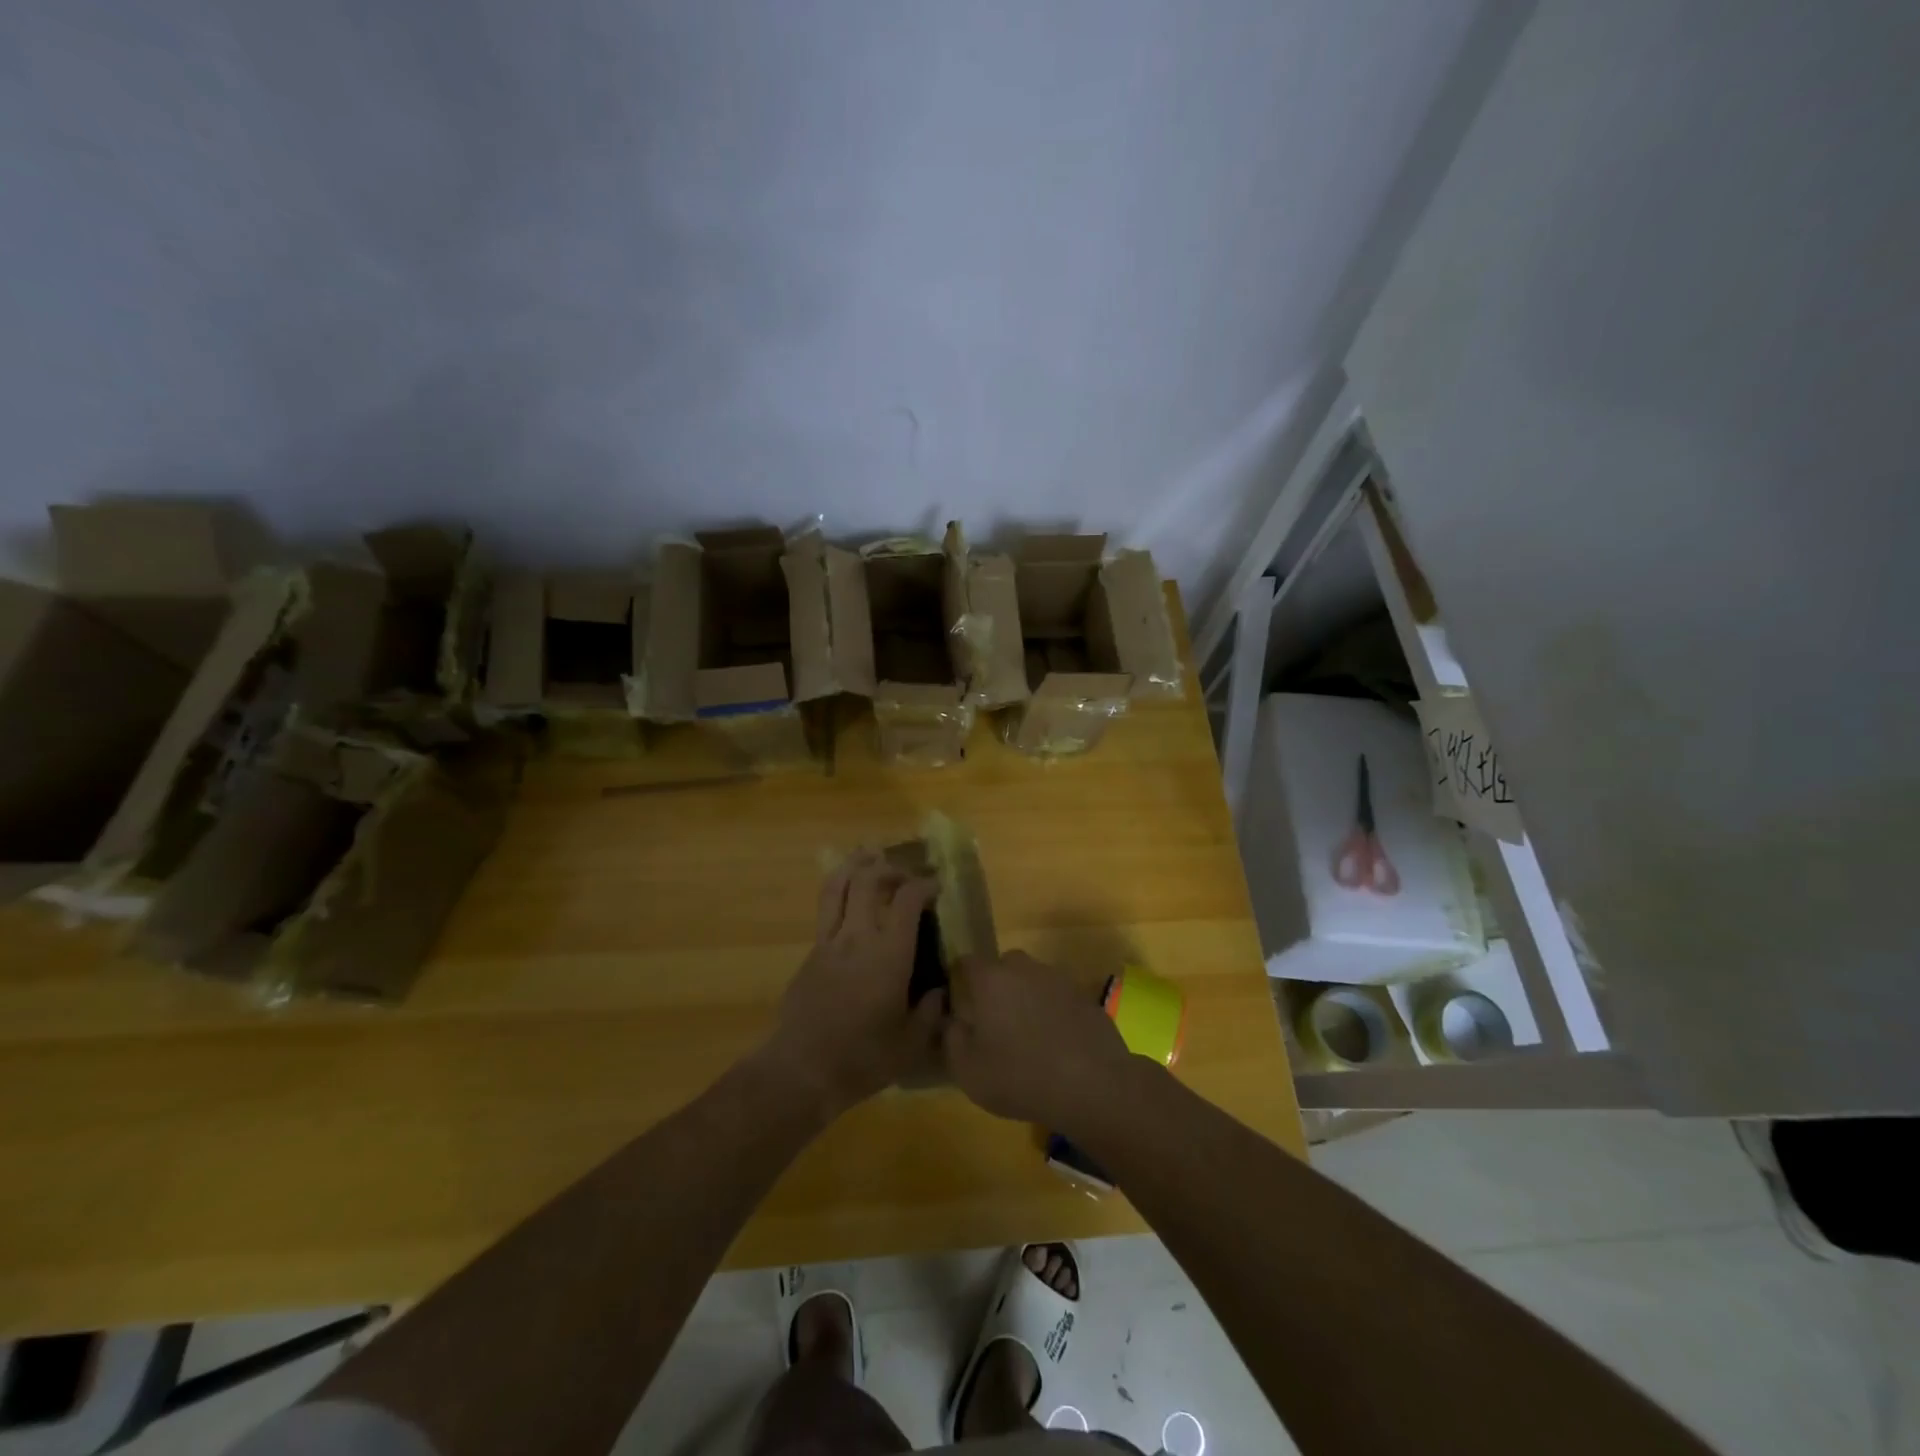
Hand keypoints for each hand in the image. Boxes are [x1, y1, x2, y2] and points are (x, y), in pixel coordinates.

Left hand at [763, 850, 944, 1115]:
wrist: (802, 1069)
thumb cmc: (863, 1058)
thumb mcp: (911, 1043)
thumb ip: (930, 1012)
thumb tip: (939, 991)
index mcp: (889, 954)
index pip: (907, 899)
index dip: (924, 885)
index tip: (937, 887)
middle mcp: (858, 936)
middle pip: (868, 879)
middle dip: (890, 868)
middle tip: (905, 875)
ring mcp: (829, 942)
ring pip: (837, 886)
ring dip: (855, 865)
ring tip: (868, 857)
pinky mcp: (811, 953)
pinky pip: (826, 910)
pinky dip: (839, 892)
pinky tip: (849, 901)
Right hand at [944, 951, 1133, 1128]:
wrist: (1093, 1084)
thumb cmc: (1021, 1076)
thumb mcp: (968, 1071)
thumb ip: (952, 1039)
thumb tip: (954, 1022)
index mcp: (991, 979)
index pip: (966, 963)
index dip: (959, 980)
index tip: (958, 1004)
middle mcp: (1023, 968)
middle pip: (1002, 968)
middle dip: (994, 988)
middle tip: (993, 1023)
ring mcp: (1057, 978)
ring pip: (1031, 980)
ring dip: (1025, 999)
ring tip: (1026, 1037)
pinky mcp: (1083, 995)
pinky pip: (1057, 997)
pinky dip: (1052, 1012)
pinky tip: (1055, 1044)